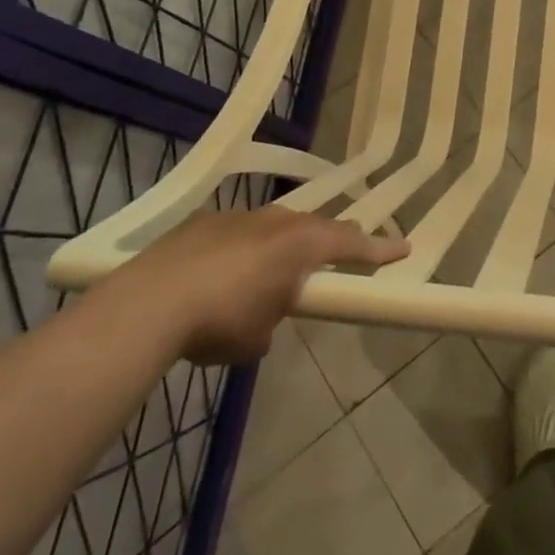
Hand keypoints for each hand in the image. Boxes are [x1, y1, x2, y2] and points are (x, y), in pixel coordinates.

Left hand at [101, 207, 407, 363]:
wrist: (150, 302)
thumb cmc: (220, 322)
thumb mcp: (258, 337)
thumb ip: (274, 318)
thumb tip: (266, 316)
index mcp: (300, 245)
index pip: (352, 244)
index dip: (379, 249)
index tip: (404, 247)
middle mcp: (276, 222)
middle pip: (316, 227)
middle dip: (333, 240)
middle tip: (348, 248)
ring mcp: (238, 217)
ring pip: (275, 226)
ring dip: (283, 244)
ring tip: (277, 267)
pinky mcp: (204, 222)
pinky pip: (238, 232)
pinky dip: (242, 249)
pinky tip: (223, 272)